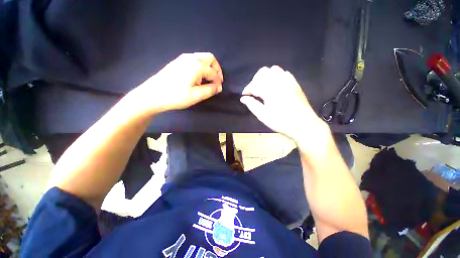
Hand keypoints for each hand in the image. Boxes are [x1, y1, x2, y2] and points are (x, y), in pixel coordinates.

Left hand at [130, 52, 223, 113]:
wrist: (152, 95)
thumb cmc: (176, 96)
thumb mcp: (196, 96)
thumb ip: (210, 90)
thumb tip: (219, 87)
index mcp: (197, 66)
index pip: (213, 72)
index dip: (218, 81)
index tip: (218, 90)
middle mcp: (190, 58)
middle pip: (209, 58)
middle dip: (216, 69)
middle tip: (216, 81)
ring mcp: (182, 59)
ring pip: (202, 58)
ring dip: (208, 68)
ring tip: (208, 81)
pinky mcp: (177, 62)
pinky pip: (194, 60)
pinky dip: (201, 67)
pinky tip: (198, 78)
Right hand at [240, 66, 326, 141]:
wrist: (303, 125)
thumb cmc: (281, 122)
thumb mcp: (263, 115)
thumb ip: (251, 104)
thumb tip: (243, 98)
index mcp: (270, 90)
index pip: (254, 84)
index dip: (247, 89)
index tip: (245, 96)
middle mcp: (279, 81)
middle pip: (263, 72)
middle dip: (255, 80)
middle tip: (253, 91)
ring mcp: (289, 81)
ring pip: (274, 70)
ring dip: (265, 77)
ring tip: (263, 88)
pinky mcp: (295, 83)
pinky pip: (284, 73)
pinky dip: (276, 77)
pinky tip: (275, 87)